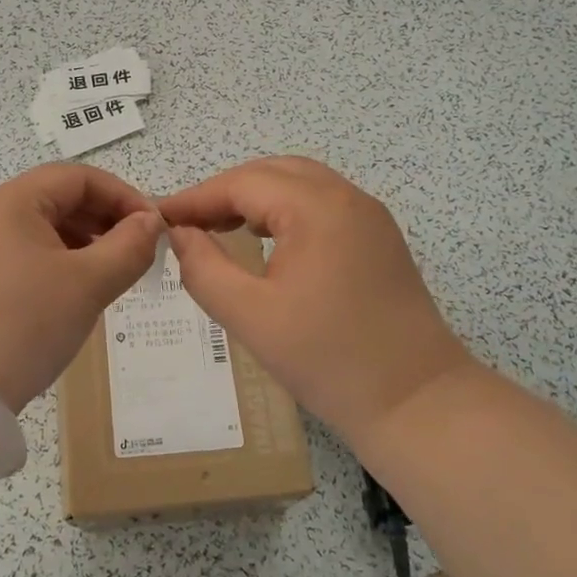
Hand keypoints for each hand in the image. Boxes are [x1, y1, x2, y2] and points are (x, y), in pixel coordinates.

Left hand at [0, 164, 162, 411]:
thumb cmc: (26, 322)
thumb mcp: (89, 283)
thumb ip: (130, 247)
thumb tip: (150, 223)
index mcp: (12, 200)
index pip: (78, 177)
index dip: (122, 195)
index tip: (154, 227)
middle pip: (59, 197)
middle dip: (104, 219)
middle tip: (138, 251)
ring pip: (43, 227)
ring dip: (84, 241)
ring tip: (113, 272)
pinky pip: (25, 251)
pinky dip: (58, 260)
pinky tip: (77, 289)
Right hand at [157, 156, 472, 442]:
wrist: (417, 403)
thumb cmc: (328, 360)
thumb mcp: (250, 316)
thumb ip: (203, 268)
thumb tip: (179, 234)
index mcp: (317, 208)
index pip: (242, 182)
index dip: (196, 197)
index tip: (159, 218)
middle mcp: (347, 197)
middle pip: (272, 173)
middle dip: (224, 192)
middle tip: (188, 224)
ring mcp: (369, 216)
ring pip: (299, 184)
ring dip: (255, 198)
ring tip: (218, 228)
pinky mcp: (378, 238)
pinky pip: (321, 205)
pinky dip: (284, 211)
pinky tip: (265, 240)